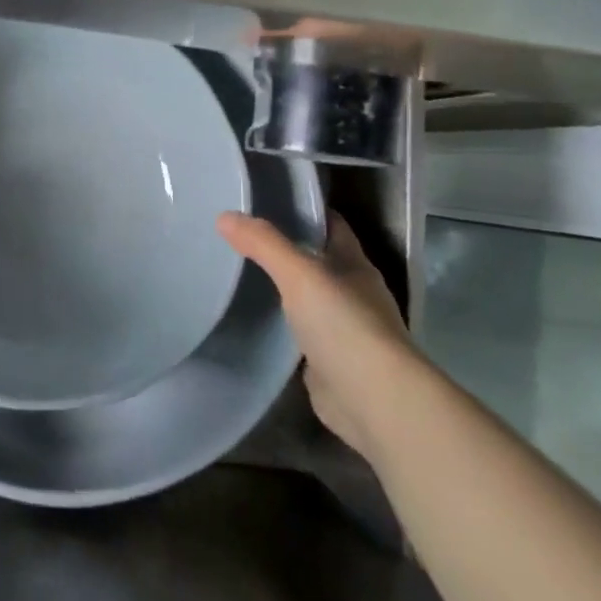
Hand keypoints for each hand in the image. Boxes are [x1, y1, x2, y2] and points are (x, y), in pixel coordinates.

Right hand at [217, 210, 422, 462]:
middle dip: (288, 247)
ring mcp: (344, 331)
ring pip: (309, 298)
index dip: (306, 210)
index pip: (331, 226)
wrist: (375, 402)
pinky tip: (256, 318)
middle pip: (319, 261)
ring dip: (284, 287)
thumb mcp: (300, 274)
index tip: (268, 198)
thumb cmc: (345, 326)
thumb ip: (264, 244)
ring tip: (240, 270)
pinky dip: (282, 324)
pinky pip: (301, 333)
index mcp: (355, 267)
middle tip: (242, 234)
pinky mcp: (329, 363)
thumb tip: (224, 216)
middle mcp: (353, 294)